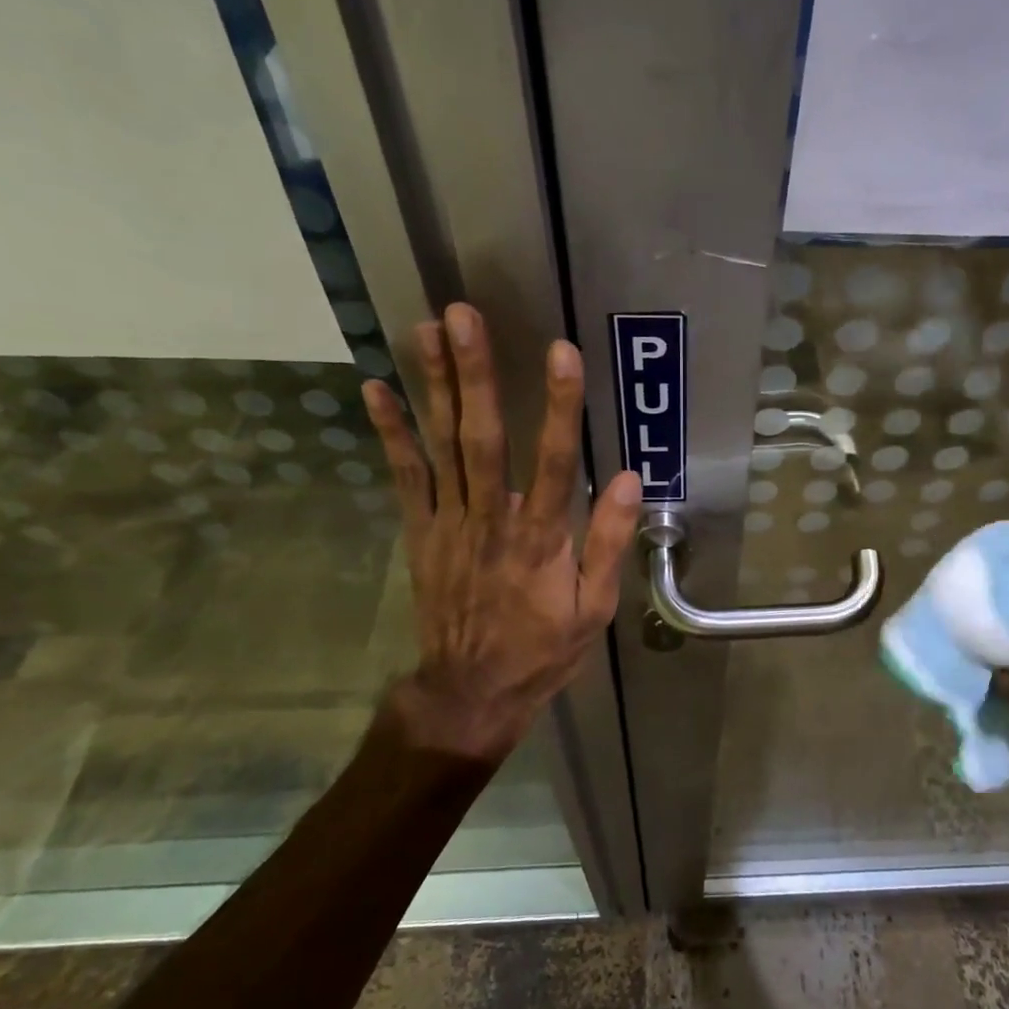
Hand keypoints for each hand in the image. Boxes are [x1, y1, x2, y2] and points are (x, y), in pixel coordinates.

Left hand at [362, 304, 641, 761]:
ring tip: (426, 330)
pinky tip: (377, 388)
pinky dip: (391, 432)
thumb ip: (609, 543)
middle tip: (463, 317)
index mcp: (541, 540)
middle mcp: (492, 521)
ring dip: (434, 387)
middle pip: (483, 439)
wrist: (470, 690)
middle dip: (475, 375)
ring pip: (442, 446)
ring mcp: (449, 523)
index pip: (555, 463)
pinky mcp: (421, 531)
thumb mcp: (593, 609)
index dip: (560, 407)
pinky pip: (405, 476)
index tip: (561, 353)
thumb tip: (630, 479)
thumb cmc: (541, 649)